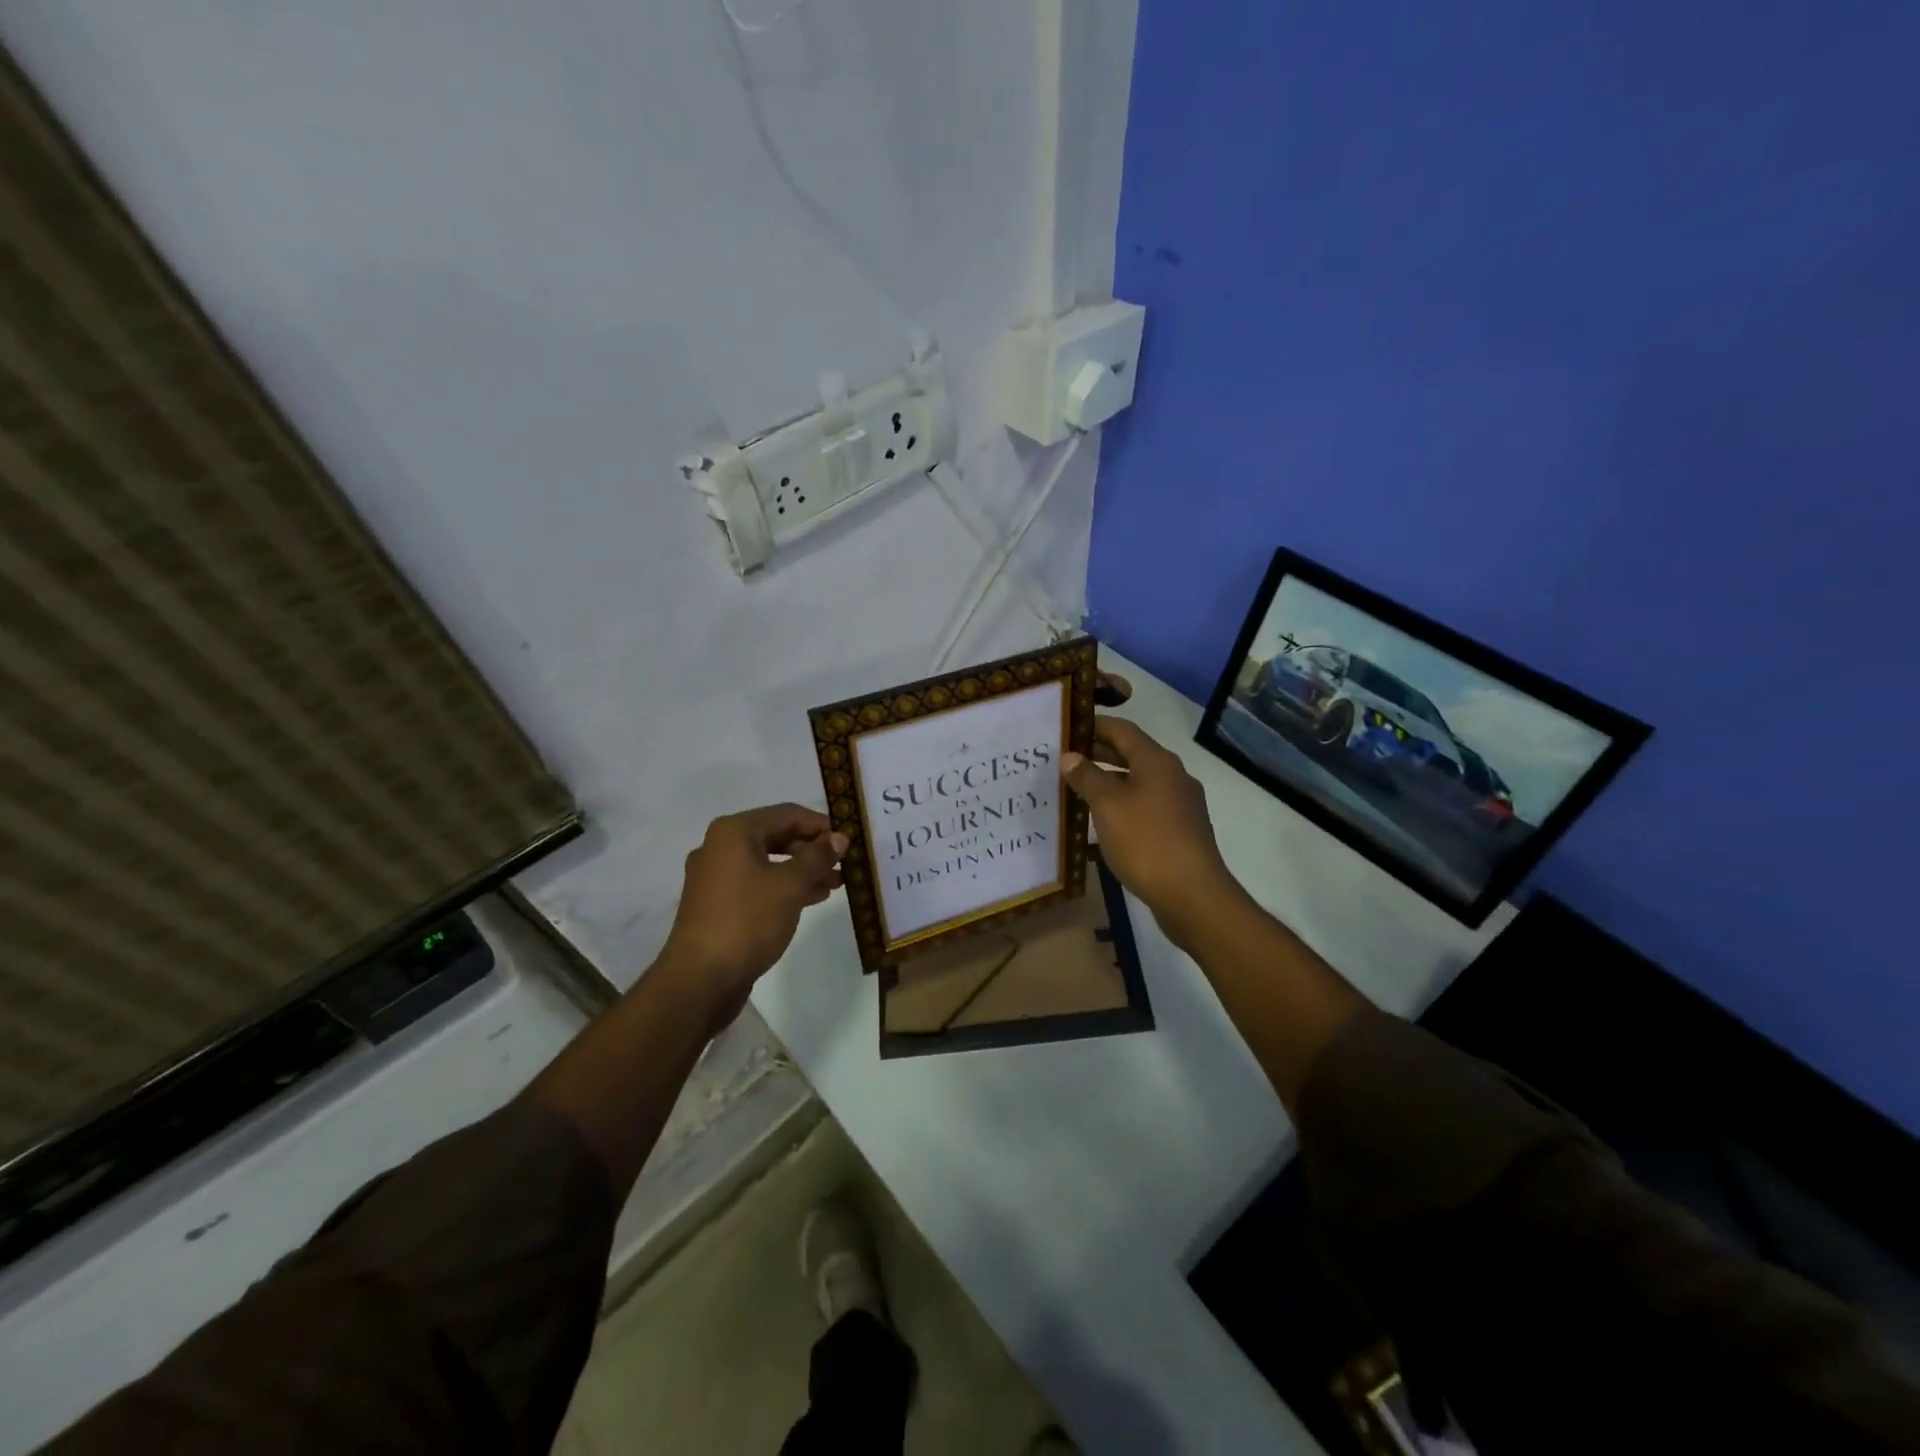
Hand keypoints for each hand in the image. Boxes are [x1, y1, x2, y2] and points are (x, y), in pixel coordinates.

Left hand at [660, 803, 846, 1027]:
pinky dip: (784, 887)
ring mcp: (716, 877)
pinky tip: (811, 898)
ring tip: (836, 883)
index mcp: (734, 832)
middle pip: (776, 836)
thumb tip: (840, 836)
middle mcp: (720, 847)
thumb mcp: (790, 885)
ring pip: (768, 863)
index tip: (849, 841)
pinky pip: (757, 884)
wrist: (700, 979)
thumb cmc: (747, 920)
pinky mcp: (718, 904)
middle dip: (812, 850)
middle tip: (844, 864)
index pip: (787, 814)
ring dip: (802, 870)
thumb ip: (818, 857)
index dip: (821, 825)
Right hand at [1062, 717, 1244, 947]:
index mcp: (1157, 761)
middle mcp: (1172, 775)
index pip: (1122, 729)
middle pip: (1131, 754)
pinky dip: (1123, 804)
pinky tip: (1103, 821)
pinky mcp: (1180, 829)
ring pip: (1138, 781)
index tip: (1065, 728)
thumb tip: (1070, 756)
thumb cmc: (1146, 842)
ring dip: (1109, 781)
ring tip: (1077, 789)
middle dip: (1098, 754)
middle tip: (1063, 758)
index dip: (1093, 725)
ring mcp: (1180, 804)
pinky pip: (1146, 805)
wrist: (1193, 895)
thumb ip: (1087, 777)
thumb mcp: (1108, 806)